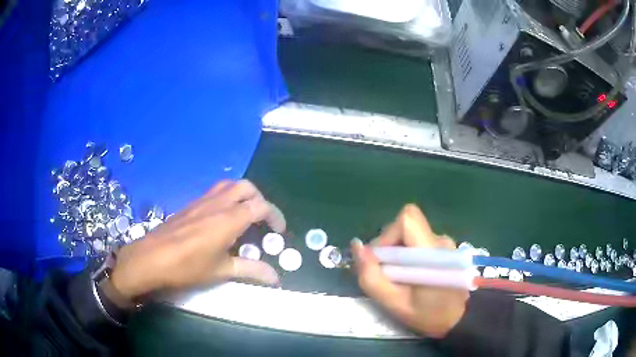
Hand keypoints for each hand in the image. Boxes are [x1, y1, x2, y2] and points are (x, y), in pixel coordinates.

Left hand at [109, 180, 285, 301]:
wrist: (151, 258)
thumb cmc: (187, 267)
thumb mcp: (221, 271)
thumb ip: (251, 271)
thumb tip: (276, 279)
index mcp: (228, 219)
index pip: (260, 207)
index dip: (275, 216)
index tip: (279, 232)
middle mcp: (217, 204)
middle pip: (246, 188)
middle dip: (260, 200)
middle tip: (262, 221)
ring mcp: (202, 202)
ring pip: (229, 186)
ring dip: (243, 196)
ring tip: (245, 216)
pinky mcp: (191, 205)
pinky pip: (215, 192)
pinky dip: (227, 198)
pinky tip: (222, 219)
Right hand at [351, 204, 468, 338]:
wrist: (459, 318)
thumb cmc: (428, 315)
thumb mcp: (394, 304)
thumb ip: (372, 276)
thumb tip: (356, 246)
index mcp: (432, 252)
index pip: (407, 220)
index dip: (387, 235)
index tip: (381, 261)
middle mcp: (440, 240)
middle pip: (405, 226)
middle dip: (389, 246)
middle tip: (387, 274)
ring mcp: (444, 242)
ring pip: (410, 234)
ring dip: (397, 252)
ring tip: (398, 278)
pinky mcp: (443, 247)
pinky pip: (417, 241)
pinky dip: (407, 254)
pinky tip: (410, 275)